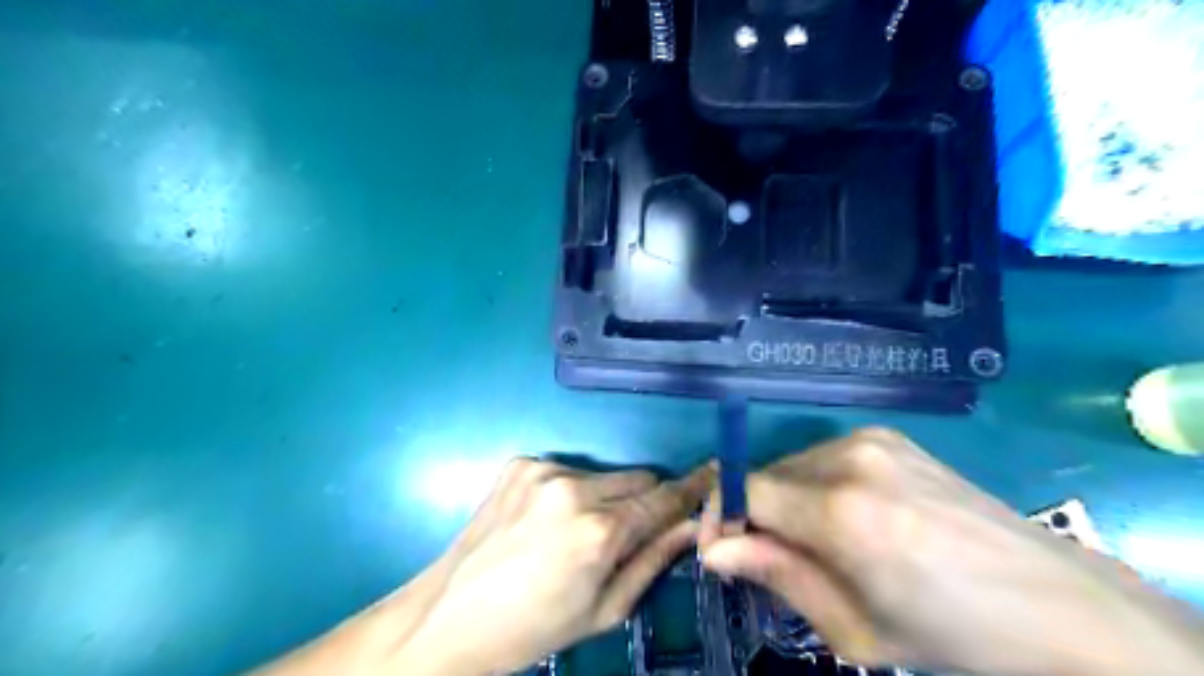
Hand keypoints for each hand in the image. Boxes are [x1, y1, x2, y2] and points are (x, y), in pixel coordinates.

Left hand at [386, 457, 707, 673]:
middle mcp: (573, 489)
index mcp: (598, 531)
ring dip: (604, 496)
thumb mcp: (603, 609)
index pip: (663, 498)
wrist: (451, 615)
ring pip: (603, 474)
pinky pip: (566, 470)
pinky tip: (545, 520)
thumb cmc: (534, 627)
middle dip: (643, 500)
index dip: (691, 489)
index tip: (711, 477)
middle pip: (637, 477)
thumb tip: (692, 527)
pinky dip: (569, 491)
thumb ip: (653, 561)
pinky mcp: (520, 464)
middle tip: (625, 532)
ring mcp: (542, 470)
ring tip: (574, 532)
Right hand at [691, 427, 1203, 675]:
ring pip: (793, 464)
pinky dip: (815, 486)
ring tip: (814, 543)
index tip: (719, 550)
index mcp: (840, 511)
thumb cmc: (953, 634)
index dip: (719, 515)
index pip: (742, 487)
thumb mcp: (855, 629)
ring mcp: (874, 439)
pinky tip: (847, 519)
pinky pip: (825, 457)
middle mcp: (850, 458)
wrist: (1058, 604)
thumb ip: (777, 576)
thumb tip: (712, 549)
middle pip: (765, 474)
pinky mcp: (890, 436)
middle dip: (752, 514)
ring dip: (784, 501)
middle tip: (767, 558)